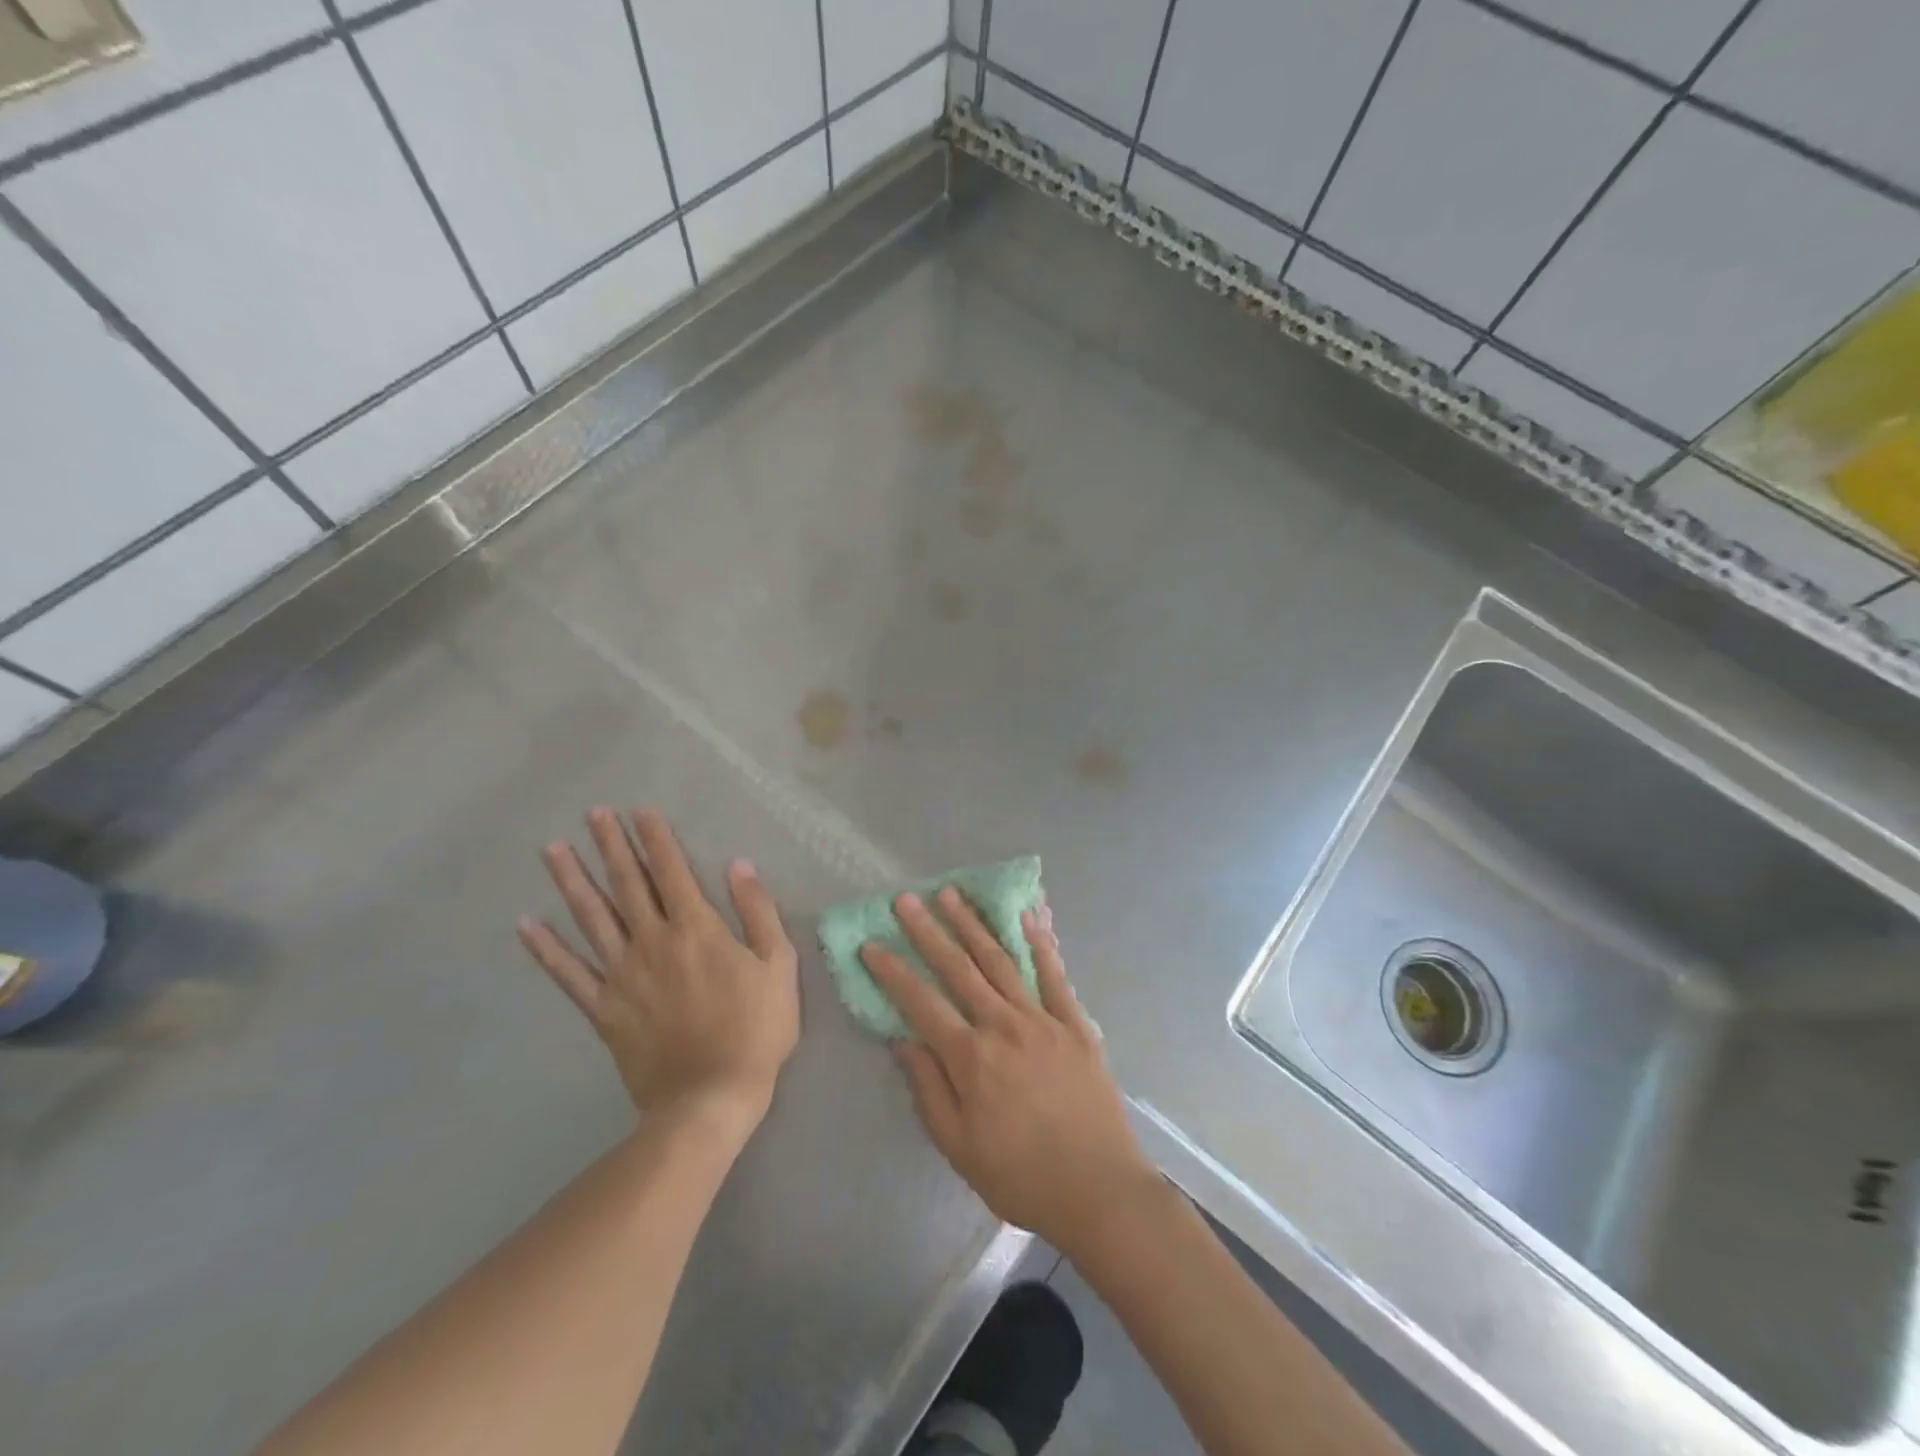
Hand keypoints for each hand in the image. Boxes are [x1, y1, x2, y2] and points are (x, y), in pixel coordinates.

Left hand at [518, 809, 799, 1132]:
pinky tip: (527, 925)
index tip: (639, 811)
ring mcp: (622, 975)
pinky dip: (545, 949)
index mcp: (696, 929)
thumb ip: (758, 911)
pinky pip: (568, 973)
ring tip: (553, 850)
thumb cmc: (755, 1029)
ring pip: (592, 918)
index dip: (656, 838)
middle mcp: (653, 941)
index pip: (672, 870)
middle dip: (611, 845)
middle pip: (627, 884)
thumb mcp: (778, 965)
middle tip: (593, 814)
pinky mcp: (603, 1009)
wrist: (709, 1098)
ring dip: (572, 881)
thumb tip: (739, 865)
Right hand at [862, 888, 1156, 1255]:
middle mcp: (1003, 1026)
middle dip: (929, 931)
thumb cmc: (1021, 1177)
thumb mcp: (959, 1147)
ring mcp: (1043, 1019)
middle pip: (959, 969)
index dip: (893, 972)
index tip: (872, 944)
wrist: (1099, 1190)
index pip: (921, 1003)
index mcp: (971, 1058)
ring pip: (1001, 961)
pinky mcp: (1075, 1023)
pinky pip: (1053, 974)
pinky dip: (1039, 943)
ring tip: (952, 895)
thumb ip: (928, 1089)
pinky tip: (1026, 916)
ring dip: (973, 925)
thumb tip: (903, 1040)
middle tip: (908, 899)